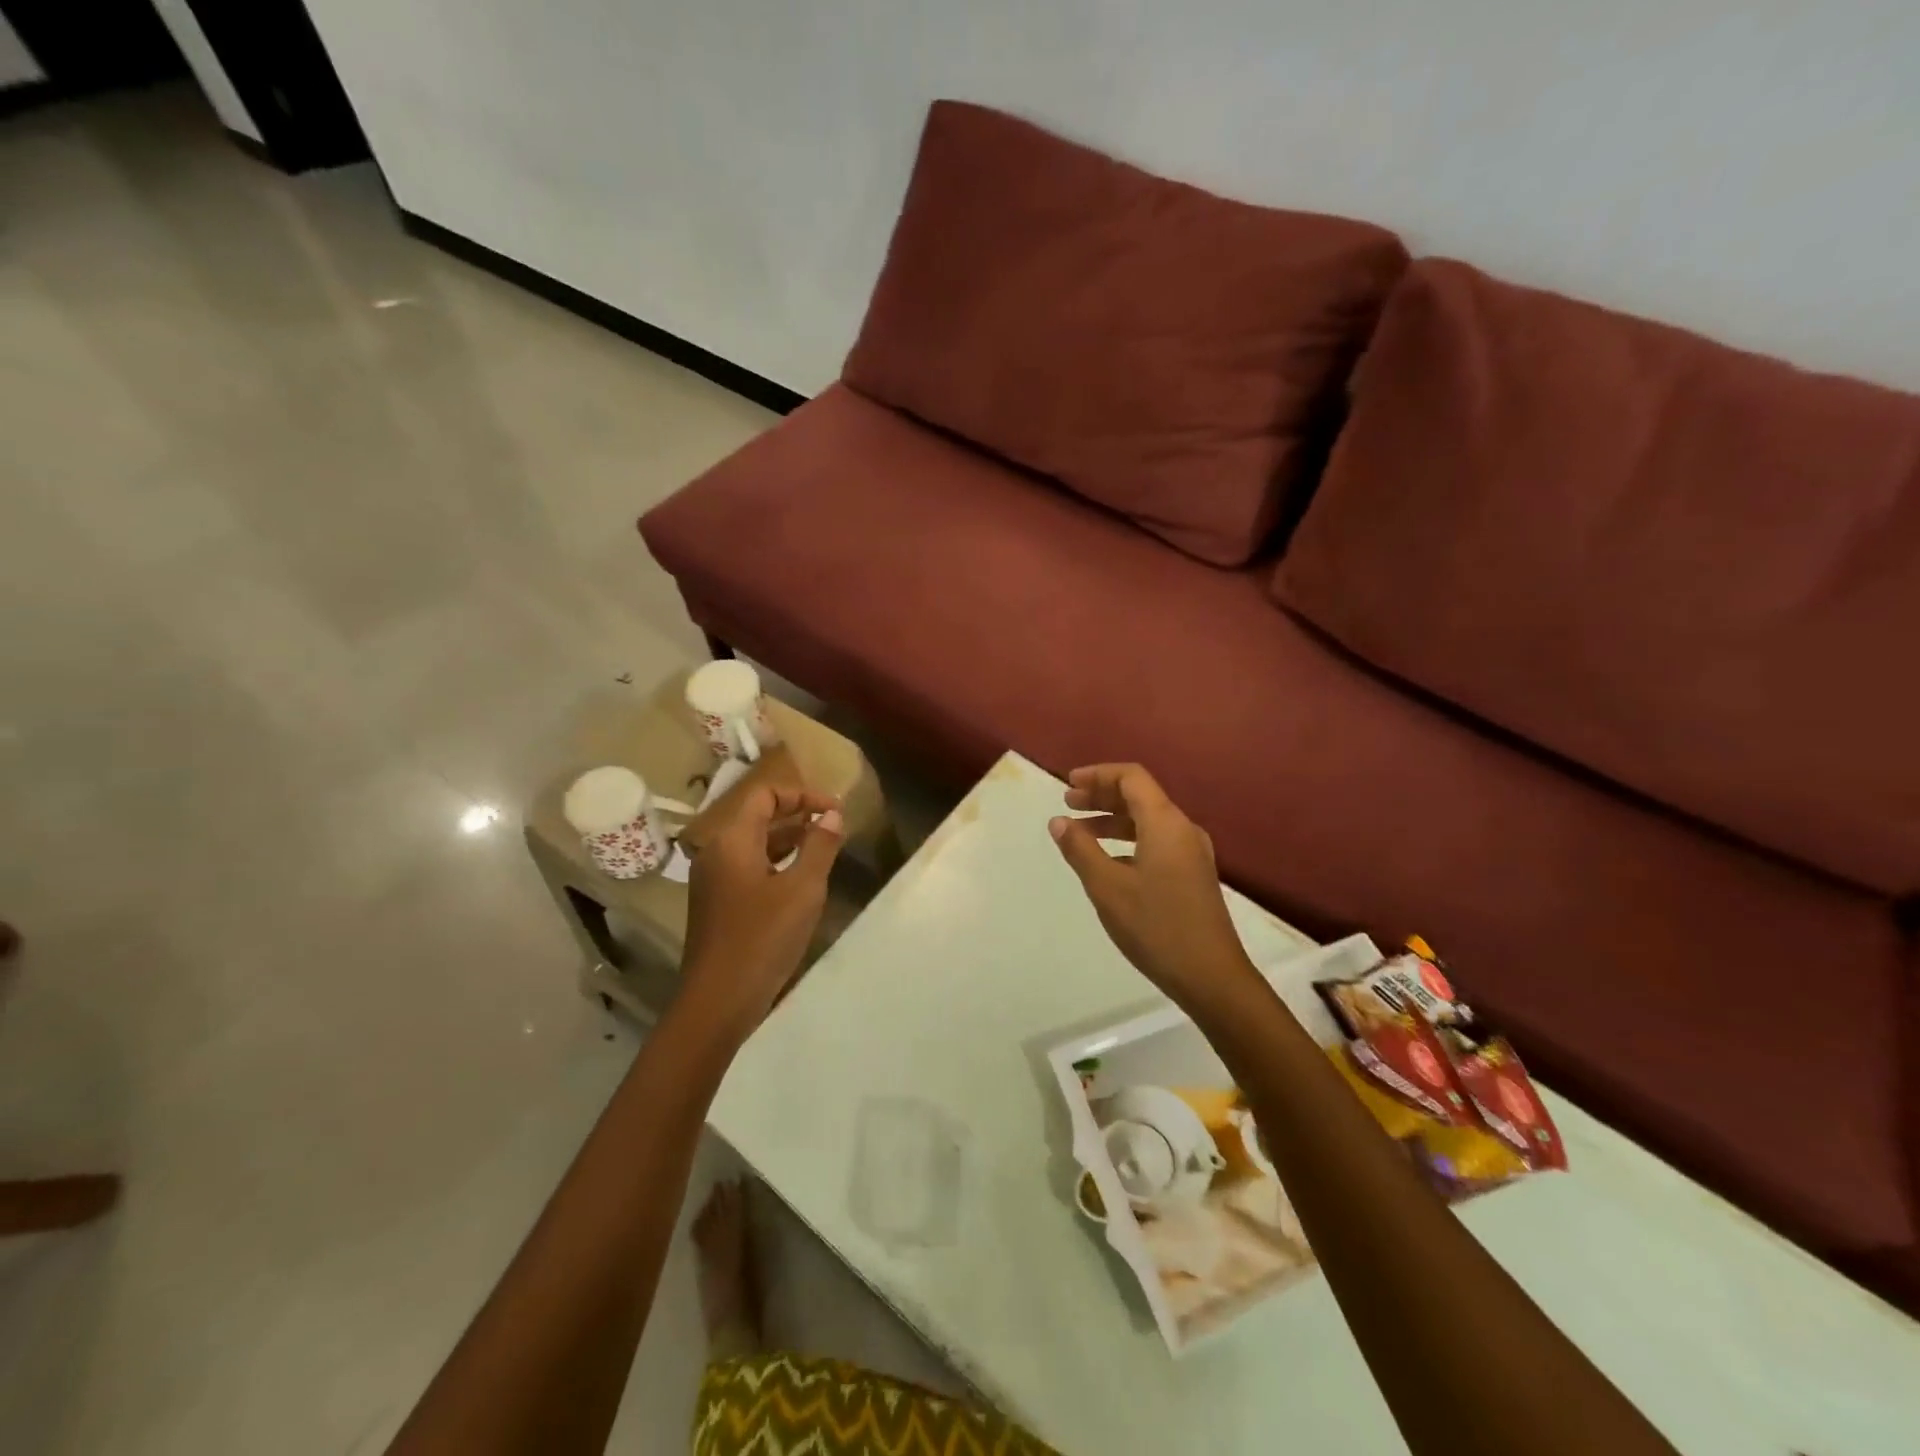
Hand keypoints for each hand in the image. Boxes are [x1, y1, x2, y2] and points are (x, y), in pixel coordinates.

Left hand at [682, 784, 843, 1029]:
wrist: (718, 1002)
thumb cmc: (762, 939)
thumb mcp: (802, 889)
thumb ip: (820, 846)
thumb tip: (832, 815)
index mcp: (732, 840)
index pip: (765, 795)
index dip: (802, 794)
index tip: (835, 809)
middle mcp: (717, 852)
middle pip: (758, 816)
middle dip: (798, 814)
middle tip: (835, 824)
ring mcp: (714, 879)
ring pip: (755, 844)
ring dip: (790, 839)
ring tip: (826, 847)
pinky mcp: (718, 903)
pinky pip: (750, 867)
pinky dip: (777, 862)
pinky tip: (803, 879)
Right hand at [1049, 764, 1258, 1013]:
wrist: (1212, 976)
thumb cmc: (1156, 927)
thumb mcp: (1107, 887)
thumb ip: (1081, 849)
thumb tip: (1058, 821)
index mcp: (1165, 823)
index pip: (1132, 777)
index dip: (1098, 775)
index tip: (1068, 784)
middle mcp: (1183, 829)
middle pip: (1140, 796)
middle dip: (1102, 796)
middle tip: (1067, 803)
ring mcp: (1192, 853)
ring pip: (1148, 821)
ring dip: (1113, 820)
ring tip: (1080, 833)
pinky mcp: (1193, 875)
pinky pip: (1157, 841)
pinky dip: (1128, 841)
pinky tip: (1108, 862)